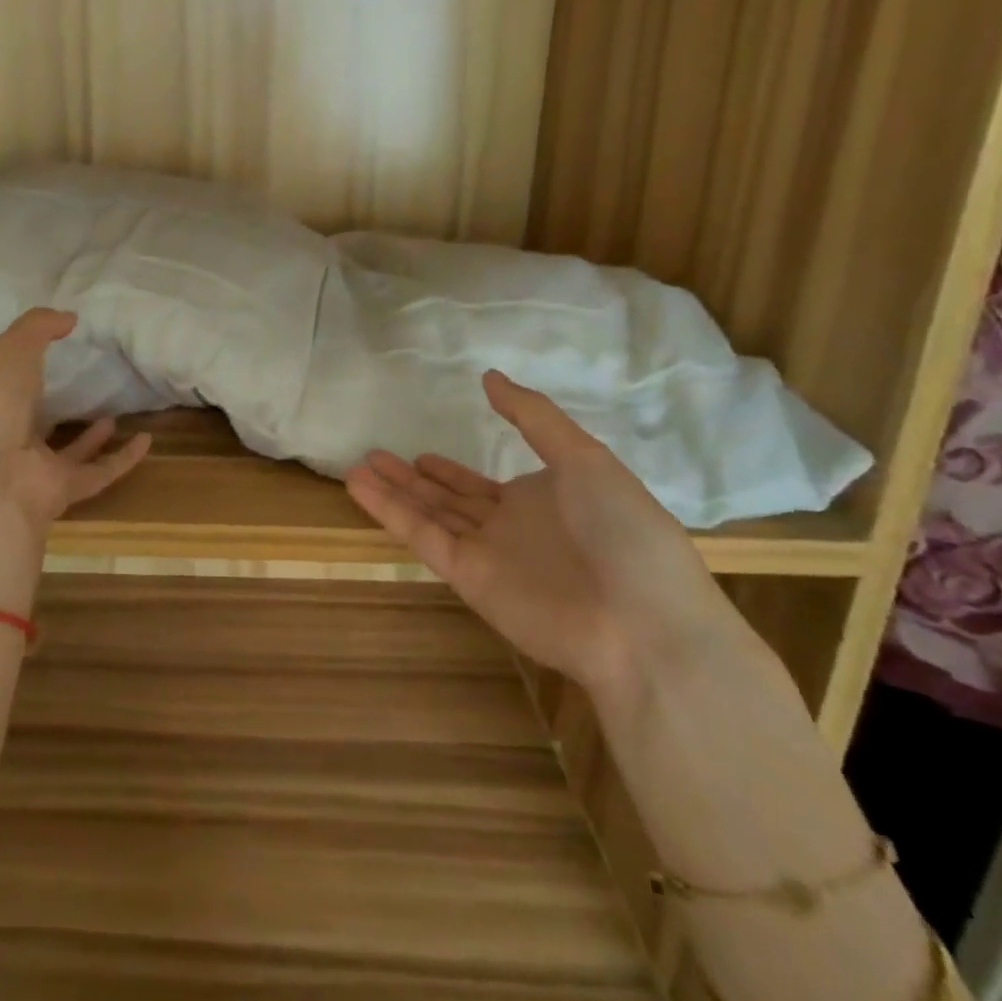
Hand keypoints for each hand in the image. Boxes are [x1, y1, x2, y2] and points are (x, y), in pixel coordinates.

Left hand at [0, 309, 151, 616]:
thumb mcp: (10, 352)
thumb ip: (37, 328)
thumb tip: (69, 317)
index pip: (2, 383)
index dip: (20, 365)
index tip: (51, 346)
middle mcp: (7, 438)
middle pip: (33, 420)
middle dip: (52, 404)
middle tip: (83, 383)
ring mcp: (35, 468)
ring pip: (67, 451)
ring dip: (90, 436)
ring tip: (113, 413)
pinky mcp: (63, 491)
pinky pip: (99, 472)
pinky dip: (124, 458)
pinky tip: (146, 440)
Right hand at [346, 370, 732, 694]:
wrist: (643, 623)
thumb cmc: (624, 531)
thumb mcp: (585, 458)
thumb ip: (533, 417)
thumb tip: (489, 377)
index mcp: (541, 500)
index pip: (481, 484)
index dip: (449, 471)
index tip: (420, 454)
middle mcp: (508, 528)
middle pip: (448, 499)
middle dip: (412, 480)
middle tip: (375, 456)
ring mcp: (487, 554)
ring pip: (428, 515)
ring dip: (392, 491)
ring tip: (357, 466)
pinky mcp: (468, 578)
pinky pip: (423, 537)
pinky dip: (390, 511)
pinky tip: (361, 486)